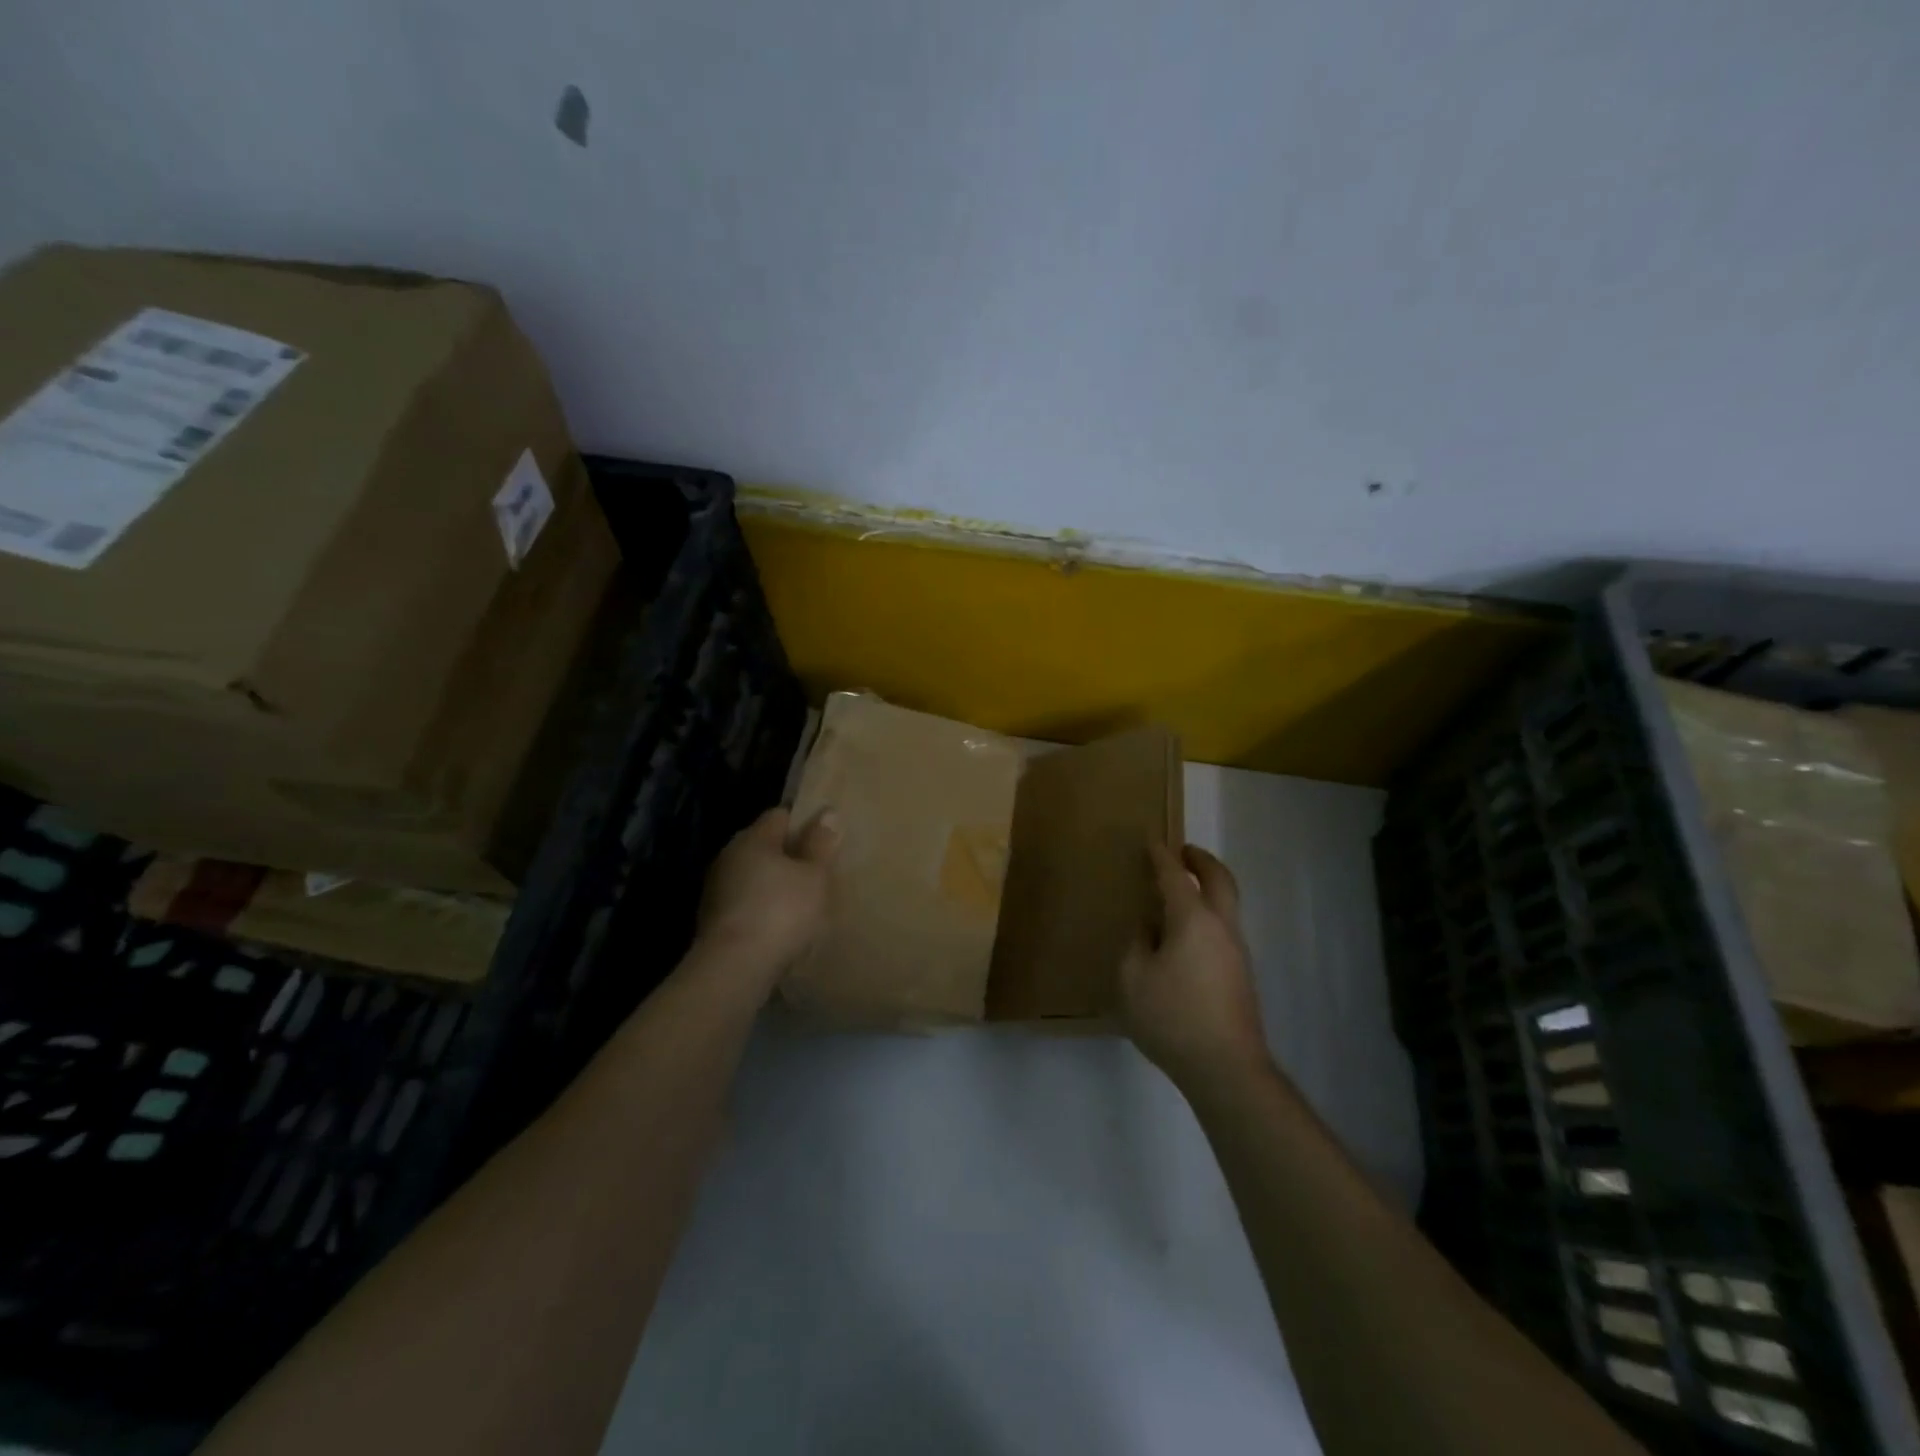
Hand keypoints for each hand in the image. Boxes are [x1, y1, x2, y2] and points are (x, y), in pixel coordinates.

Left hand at [696, 808, 838, 986]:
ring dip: (775, 884)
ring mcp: (717, 889)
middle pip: (765, 846)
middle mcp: (729, 856)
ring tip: (803, 902)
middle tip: (819, 871)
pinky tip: (781, 926)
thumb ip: (820, 844)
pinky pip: (746, 903)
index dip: (804, 822)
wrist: (734, 969)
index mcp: (753, 838)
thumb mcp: (813, 876)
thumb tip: (827, 812)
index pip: (780, 815)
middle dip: (790, 855)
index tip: (825, 838)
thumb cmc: (780, 912)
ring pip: (754, 876)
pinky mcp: (714, 920)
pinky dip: (763, 909)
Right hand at [1119, 843, 1271, 1096]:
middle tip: (1183, 851)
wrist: (1226, 1068)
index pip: (1175, 875)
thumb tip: (1149, 930)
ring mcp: (1236, 951)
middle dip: (1201, 860)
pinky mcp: (1240, 975)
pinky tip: (1185, 934)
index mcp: (1193, 919)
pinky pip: (1224, 928)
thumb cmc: (1172, 1017)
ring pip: (1227, 904)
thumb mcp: (1132, 978)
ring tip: (1181, 891)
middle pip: (1219, 879)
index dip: (1161, 855)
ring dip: (1208, 887)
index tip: (1151, 840)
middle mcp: (1221, 927)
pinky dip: (1208, 913)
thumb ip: (1136, 944)